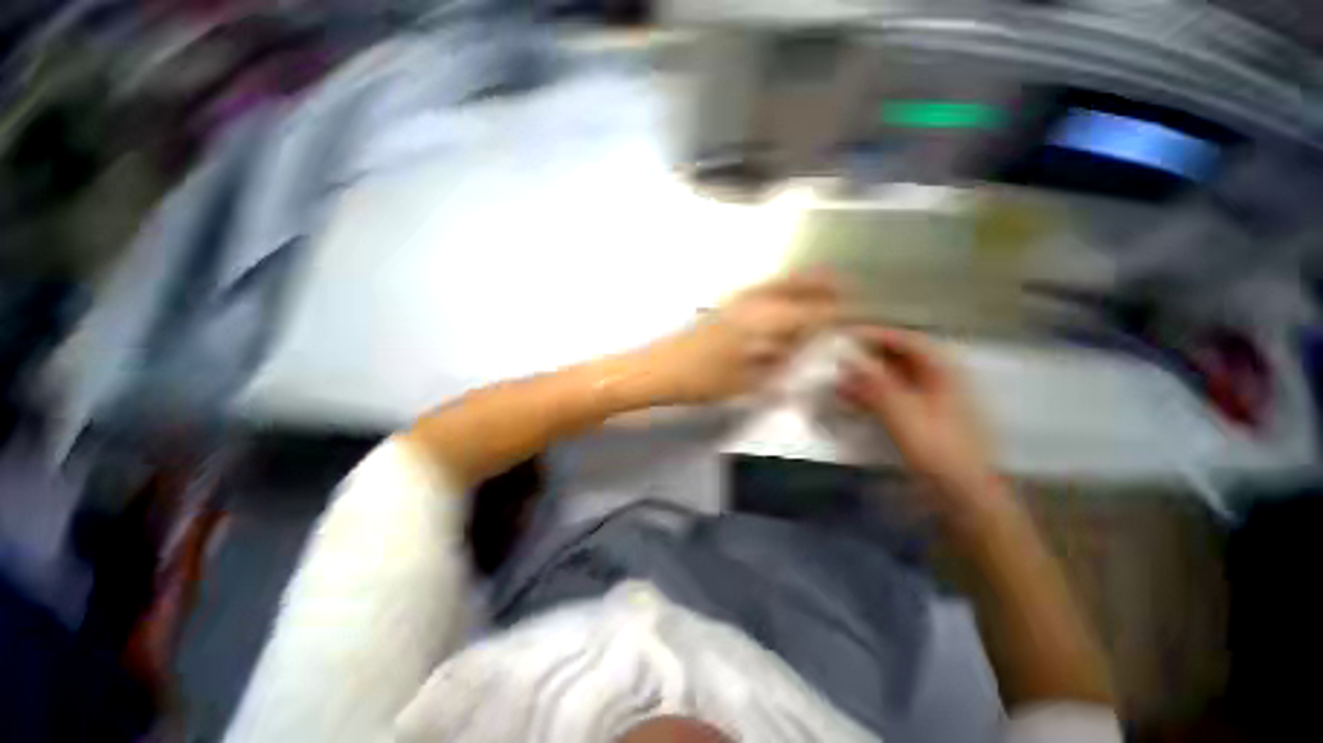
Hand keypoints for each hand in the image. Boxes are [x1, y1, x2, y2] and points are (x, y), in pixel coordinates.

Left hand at [642, 272, 837, 404]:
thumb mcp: (750, 382)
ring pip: (782, 282)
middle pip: (800, 282)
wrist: (660, 368)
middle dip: (826, 286)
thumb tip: (805, 348)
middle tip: (845, 295)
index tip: (859, 316)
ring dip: (805, 286)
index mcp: (768, 320)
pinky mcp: (726, 305)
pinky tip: (785, 308)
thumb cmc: (704, 380)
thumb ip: (782, 362)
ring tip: (821, 298)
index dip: (840, 313)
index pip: (816, 311)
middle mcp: (757, 301)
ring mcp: (739, 299)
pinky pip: (765, 290)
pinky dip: (784, 292)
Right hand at [837, 326, 1002, 510]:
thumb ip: (874, 385)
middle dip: (867, 355)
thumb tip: (846, 361)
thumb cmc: (937, 450)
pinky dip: (870, 394)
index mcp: (942, 372)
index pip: (906, 340)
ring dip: (865, 376)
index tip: (845, 335)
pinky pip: (891, 396)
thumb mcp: (903, 414)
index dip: (875, 334)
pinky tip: (850, 400)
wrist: (964, 494)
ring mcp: (931, 400)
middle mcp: (938, 380)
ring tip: (837, 378)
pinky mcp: (921, 419)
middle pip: (899, 357)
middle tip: (837, 356)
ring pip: (893, 377)